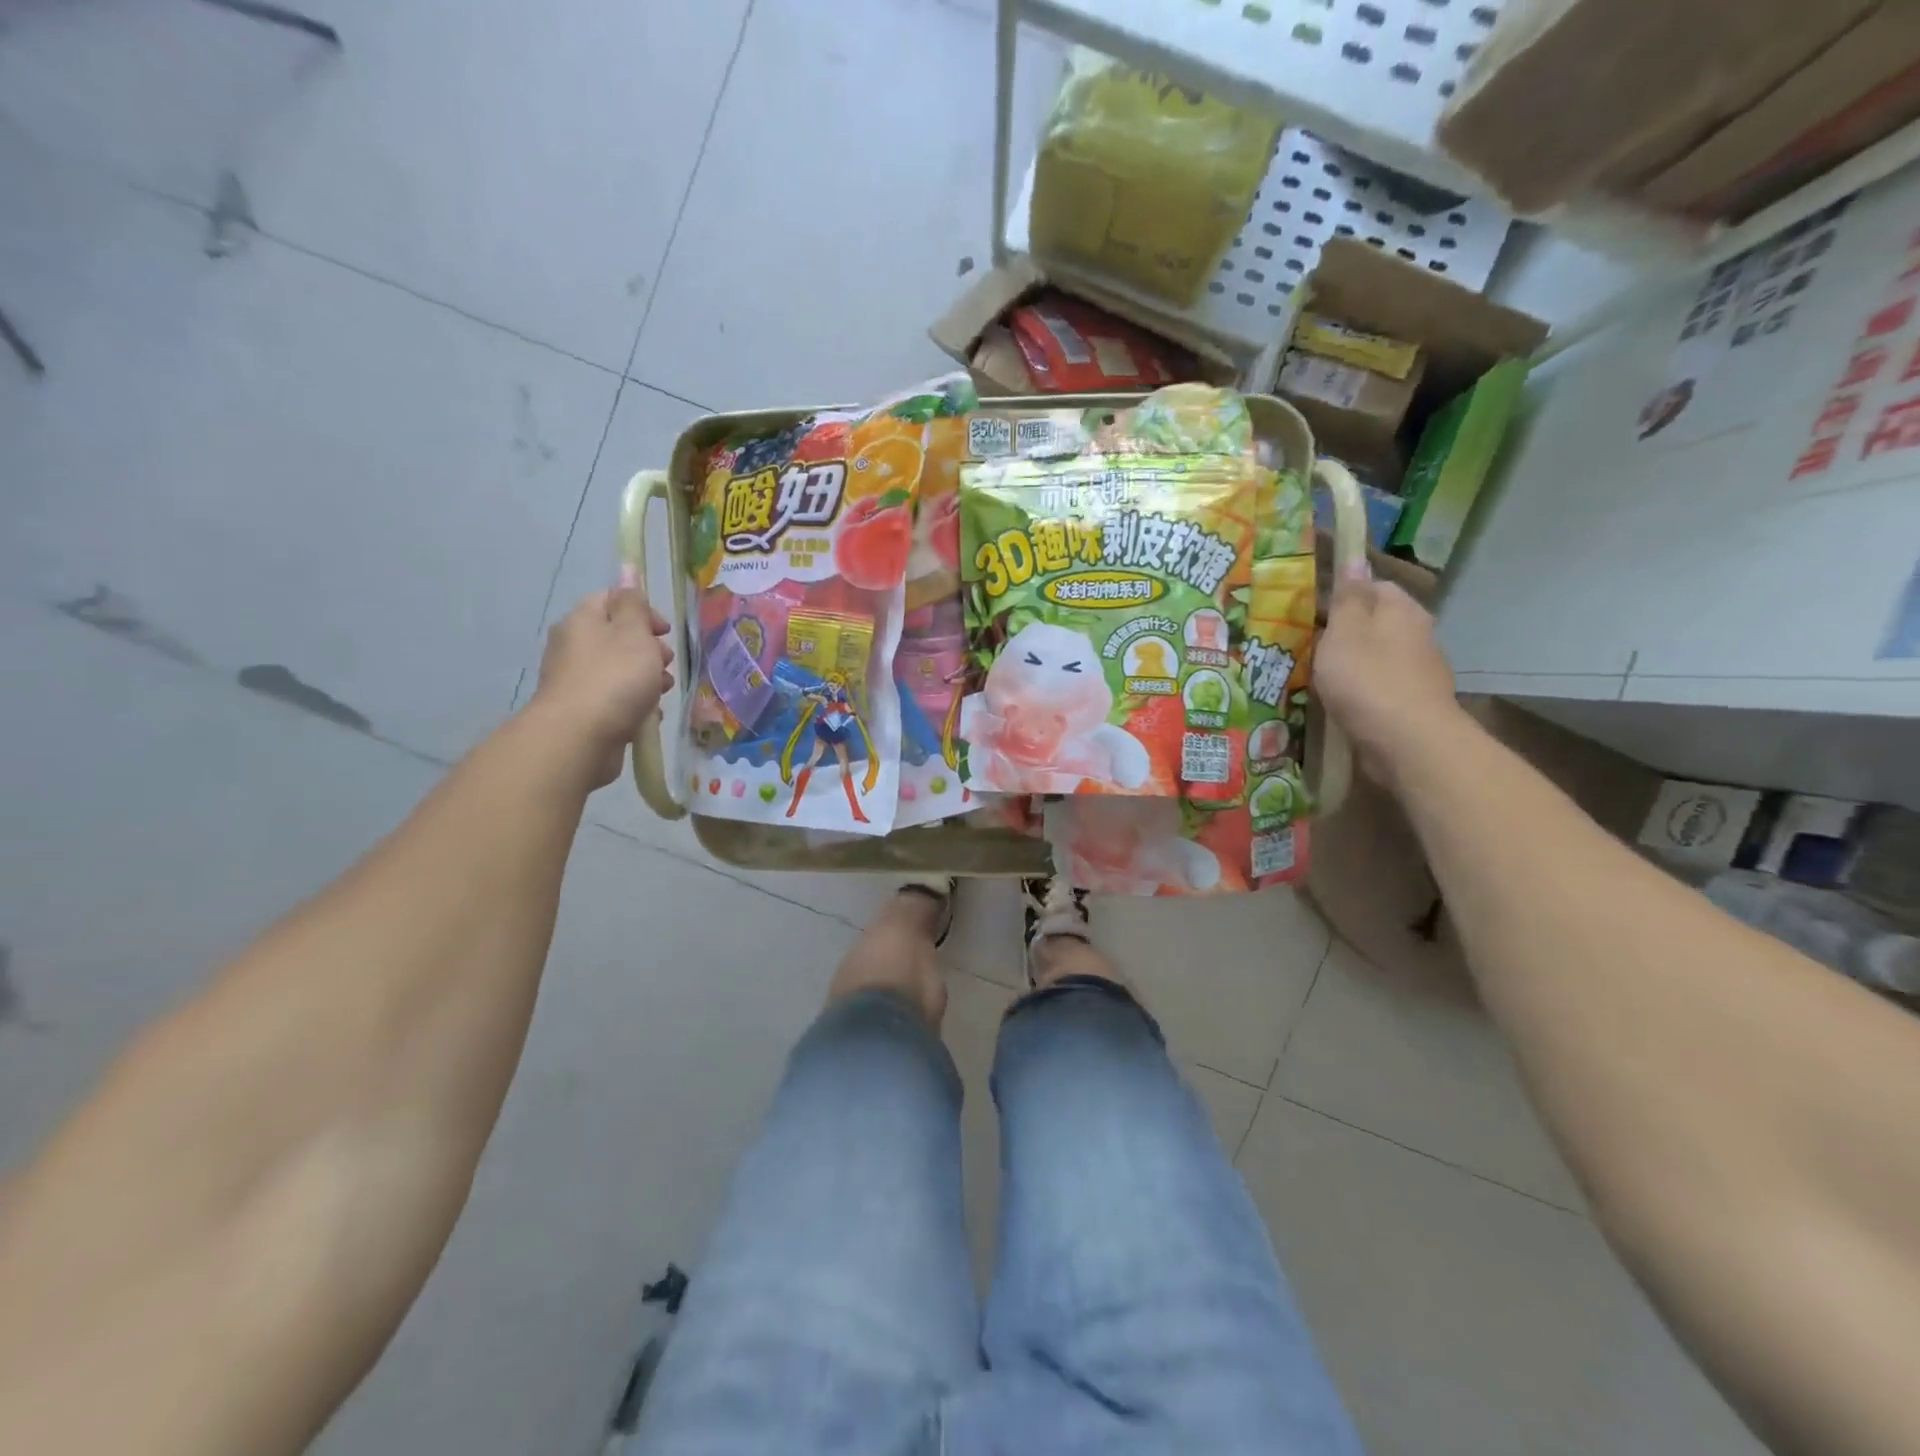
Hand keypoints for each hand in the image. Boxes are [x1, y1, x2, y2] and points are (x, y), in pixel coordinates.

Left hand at [531, 588, 674, 786]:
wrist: (580, 737)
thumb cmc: (614, 677)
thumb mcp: (633, 632)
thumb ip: (634, 604)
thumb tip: (627, 574)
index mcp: (582, 621)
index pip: (610, 600)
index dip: (641, 610)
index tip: (665, 631)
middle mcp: (573, 647)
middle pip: (617, 638)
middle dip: (648, 649)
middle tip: (667, 663)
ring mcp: (576, 681)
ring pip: (618, 670)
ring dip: (645, 678)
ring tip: (663, 692)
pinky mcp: (583, 712)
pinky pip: (615, 699)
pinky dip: (634, 704)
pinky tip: (648, 715)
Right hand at [1313, 565, 1461, 789]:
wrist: (1407, 742)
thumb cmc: (1368, 679)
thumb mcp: (1345, 631)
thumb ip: (1347, 597)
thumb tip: (1355, 559)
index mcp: (1401, 609)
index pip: (1371, 585)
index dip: (1339, 593)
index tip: (1307, 609)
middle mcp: (1416, 633)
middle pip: (1373, 622)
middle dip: (1341, 630)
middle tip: (1302, 643)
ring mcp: (1417, 670)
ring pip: (1375, 655)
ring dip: (1348, 662)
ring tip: (1312, 674)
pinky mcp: (1411, 702)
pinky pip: (1378, 686)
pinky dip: (1358, 689)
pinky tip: (1336, 701)